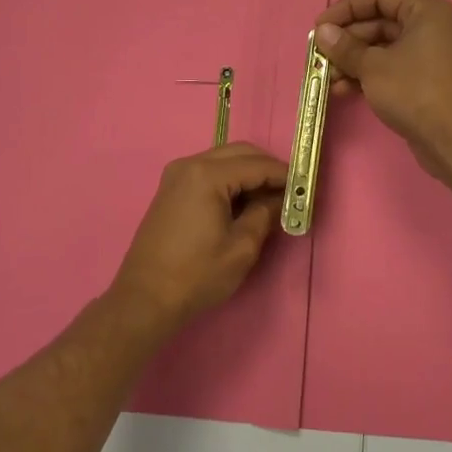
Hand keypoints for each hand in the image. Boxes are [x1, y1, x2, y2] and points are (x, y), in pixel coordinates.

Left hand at [108, 143, 286, 327]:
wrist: (144, 298)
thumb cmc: (196, 275)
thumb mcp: (241, 248)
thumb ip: (265, 215)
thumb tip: (281, 199)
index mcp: (207, 175)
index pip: (257, 164)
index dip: (285, 175)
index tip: (307, 187)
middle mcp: (190, 164)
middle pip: (240, 153)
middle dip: (267, 168)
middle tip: (291, 191)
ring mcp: (176, 174)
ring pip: (224, 159)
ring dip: (249, 172)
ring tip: (270, 198)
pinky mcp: (171, 188)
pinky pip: (209, 171)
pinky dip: (230, 179)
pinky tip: (244, 201)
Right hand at [314, 0, 451, 180]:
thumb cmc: (414, 91)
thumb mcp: (373, 66)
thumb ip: (345, 47)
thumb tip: (322, 32)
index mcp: (426, 12)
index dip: (346, 8)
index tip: (320, 26)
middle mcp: (432, 28)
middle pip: (380, 24)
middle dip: (347, 41)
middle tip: (319, 56)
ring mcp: (431, 57)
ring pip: (383, 50)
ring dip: (353, 62)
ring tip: (327, 78)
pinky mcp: (426, 82)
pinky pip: (392, 69)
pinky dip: (368, 76)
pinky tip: (343, 90)